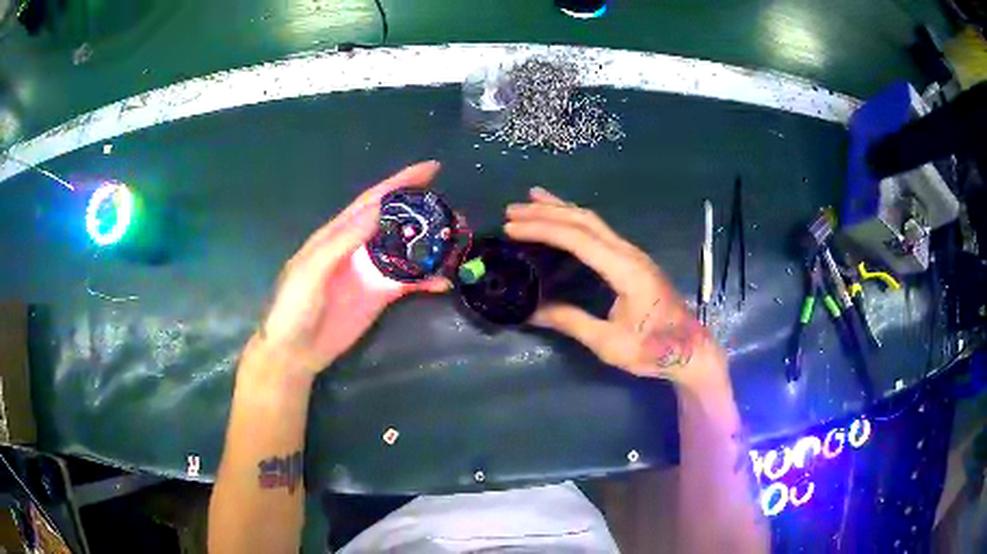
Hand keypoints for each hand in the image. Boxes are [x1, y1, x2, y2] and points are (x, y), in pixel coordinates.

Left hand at [255, 161, 448, 375]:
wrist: (296, 351)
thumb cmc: (294, 307)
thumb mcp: (311, 270)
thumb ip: (342, 242)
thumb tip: (378, 210)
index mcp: (339, 233)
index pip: (374, 201)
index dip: (400, 183)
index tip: (431, 169)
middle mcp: (359, 246)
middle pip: (397, 222)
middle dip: (424, 212)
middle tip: (455, 212)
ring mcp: (372, 271)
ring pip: (407, 250)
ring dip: (432, 245)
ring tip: (459, 240)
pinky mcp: (380, 295)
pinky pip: (409, 282)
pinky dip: (427, 280)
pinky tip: (444, 281)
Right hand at [505, 187, 726, 388]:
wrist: (690, 350)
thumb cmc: (654, 349)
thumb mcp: (609, 343)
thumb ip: (571, 322)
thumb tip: (532, 312)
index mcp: (625, 270)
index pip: (578, 240)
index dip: (543, 229)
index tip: (512, 227)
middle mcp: (629, 253)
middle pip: (584, 221)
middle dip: (547, 212)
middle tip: (512, 210)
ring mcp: (633, 253)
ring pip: (593, 220)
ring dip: (561, 209)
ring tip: (532, 200)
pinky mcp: (633, 260)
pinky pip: (600, 230)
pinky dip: (576, 220)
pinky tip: (564, 218)